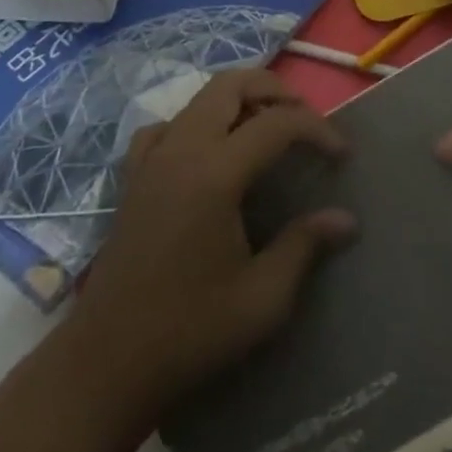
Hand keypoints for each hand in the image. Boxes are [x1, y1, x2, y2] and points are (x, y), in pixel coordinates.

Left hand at [64, 69, 355, 413]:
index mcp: (215, 173)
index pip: (278, 123)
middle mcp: (181, 150)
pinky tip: (207, 153)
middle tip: (305, 120)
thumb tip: (346, 219)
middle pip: (231, 85)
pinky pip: (166, 126)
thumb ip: (305, 246)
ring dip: (239, 100)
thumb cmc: (188, 332)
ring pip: (199, 98)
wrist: (104, 366)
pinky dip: (196, 123)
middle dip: (276, 90)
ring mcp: (151, 160)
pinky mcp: (132, 178)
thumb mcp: (262, 299)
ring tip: (266, 130)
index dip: (318, 130)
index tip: (343, 156)